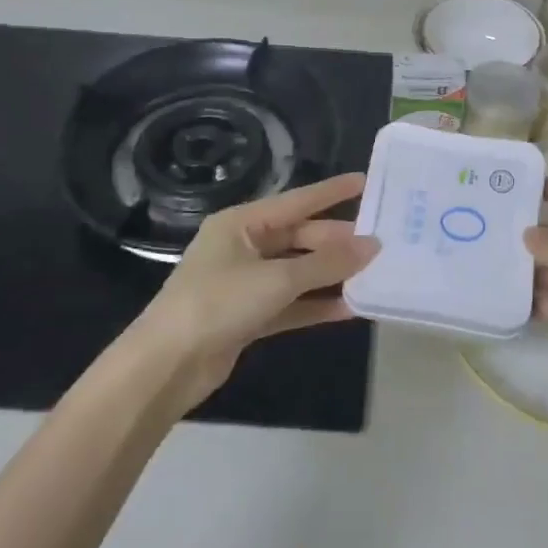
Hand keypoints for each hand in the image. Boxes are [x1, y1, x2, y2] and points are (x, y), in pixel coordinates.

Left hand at [129, 173, 379, 408]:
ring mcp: (245, 283)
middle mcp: (243, 247)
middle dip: (337, 243)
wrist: (167, 365)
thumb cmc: (218, 304)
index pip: (297, 201)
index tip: (366, 182)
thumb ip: (326, 263)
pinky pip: (291, 303)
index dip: (332, 192)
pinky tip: (350, 308)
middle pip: (300, 238)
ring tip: (373, 274)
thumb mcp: (277, 279)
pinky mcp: (248, 316)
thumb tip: (372, 246)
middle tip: (380, 245)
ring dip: (331, 276)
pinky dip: (316, 305)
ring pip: (298, 272)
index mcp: (241, 224)